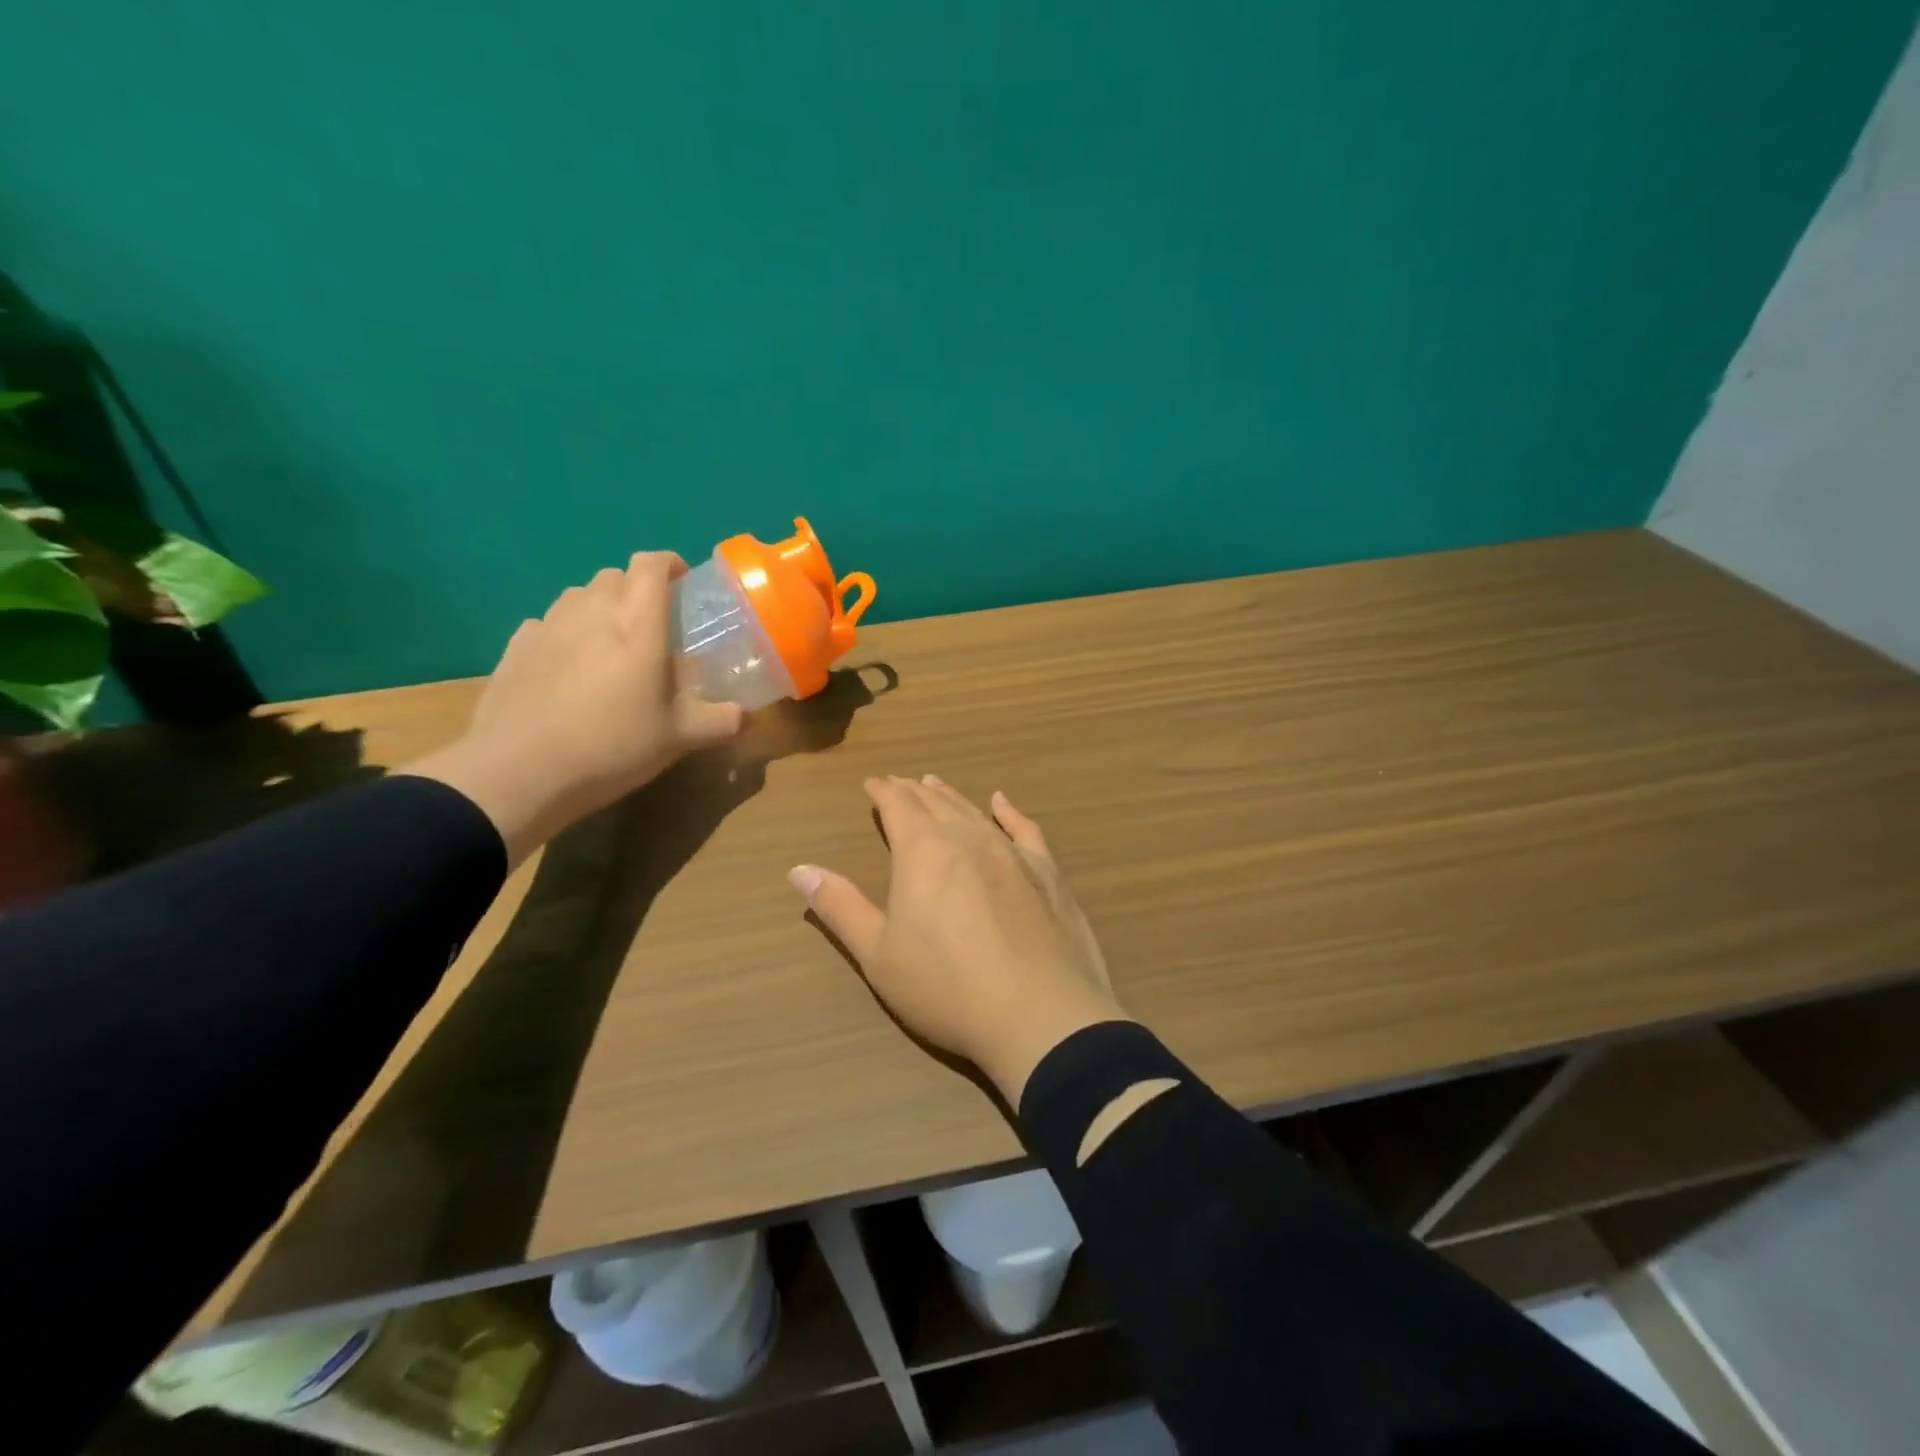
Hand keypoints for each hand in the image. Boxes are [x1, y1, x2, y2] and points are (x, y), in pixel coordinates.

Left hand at [405, 553, 743, 862]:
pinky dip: (564, 632)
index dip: (669, 564)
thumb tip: (743, 716)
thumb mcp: (679, 739)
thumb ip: (719, 721)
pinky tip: (567, 666)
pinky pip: (546, 623)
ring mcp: (547, 627)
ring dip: (599, 607)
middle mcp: (591, 613)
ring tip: (610, 645)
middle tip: (652, 626)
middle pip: (614, 576)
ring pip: (578, 596)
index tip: (683, 584)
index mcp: (637, 625)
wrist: (519, 772)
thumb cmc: (612, 746)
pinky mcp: (514, 648)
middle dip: (636, 589)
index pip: (651, 566)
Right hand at [788, 775, 1128, 1103]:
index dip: (882, 792)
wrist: (1040, 1014)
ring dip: (950, 797)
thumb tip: (799, 868)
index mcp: (923, 851)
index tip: (872, 784)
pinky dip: (1009, 812)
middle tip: (899, 783)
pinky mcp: (1047, 872)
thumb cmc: (947, 988)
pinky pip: (1024, 829)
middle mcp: (967, 838)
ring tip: (935, 784)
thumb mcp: (879, 954)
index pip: (897, 806)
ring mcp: (1012, 852)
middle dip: (912, 791)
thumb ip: (840, 907)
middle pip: (934, 803)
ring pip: (974, 812)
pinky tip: (1002, 802)